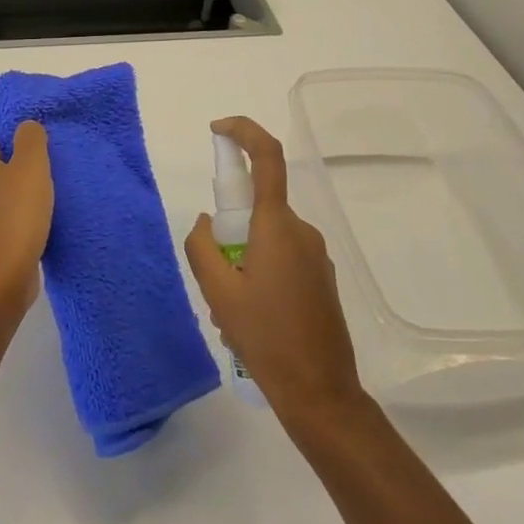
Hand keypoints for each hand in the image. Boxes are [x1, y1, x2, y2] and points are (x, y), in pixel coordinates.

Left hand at [0, 122, 52, 314]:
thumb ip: (30, 139)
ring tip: (43, 204)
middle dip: (11, 171)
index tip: (23, 152)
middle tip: (39, 176)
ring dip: (14, 200)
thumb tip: (26, 127)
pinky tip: (37, 230)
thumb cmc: (16, 214)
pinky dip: (15, 225)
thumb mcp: (31, 166)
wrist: (2, 277)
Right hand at [184, 116, 364, 424]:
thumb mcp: (218, 293)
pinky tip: (252, 320)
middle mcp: (301, 230)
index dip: (243, 131)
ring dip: (242, 261)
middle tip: (214, 279)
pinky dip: (260, 274)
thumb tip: (207, 222)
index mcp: (277, 225)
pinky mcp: (321, 278)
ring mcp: (315, 255)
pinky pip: (282, 258)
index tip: (217, 130)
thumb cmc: (266, 338)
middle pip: (258, 207)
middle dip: (229, 232)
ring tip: (231, 312)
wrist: (320, 392)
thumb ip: (202, 246)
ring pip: (266, 238)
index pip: (267, 157)